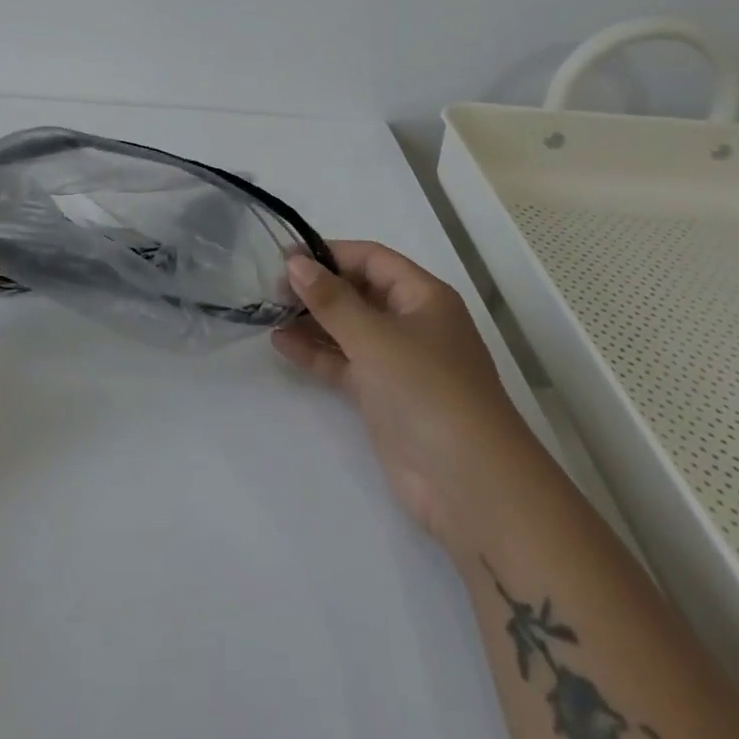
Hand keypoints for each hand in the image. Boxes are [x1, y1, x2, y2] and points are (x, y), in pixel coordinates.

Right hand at [273, 242, 516, 553]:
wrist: (469, 485)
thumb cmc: (427, 390)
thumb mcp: (376, 337)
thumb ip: (331, 299)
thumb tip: (295, 262)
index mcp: (423, 297)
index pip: (372, 259)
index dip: (331, 253)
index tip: (285, 257)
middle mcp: (412, 323)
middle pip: (359, 292)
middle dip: (318, 287)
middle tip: (270, 287)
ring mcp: (399, 363)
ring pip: (349, 329)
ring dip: (312, 321)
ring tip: (269, 312)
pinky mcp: (384, 398)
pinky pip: (345, 364)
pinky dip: (317, 354)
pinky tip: (281, 344)